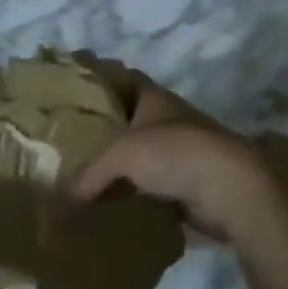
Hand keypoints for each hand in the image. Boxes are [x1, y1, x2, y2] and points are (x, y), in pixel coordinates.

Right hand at [64, 74, 287, 243]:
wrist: (233, 190)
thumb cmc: (175, 154)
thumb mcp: (121, 158)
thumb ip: (86, 178)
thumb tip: (54, 210)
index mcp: (154, 98)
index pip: (121, 78)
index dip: (98, 79)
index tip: (71, 89)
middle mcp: (168, 120)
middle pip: (128, 119)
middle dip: (102, 128)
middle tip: (67, 140)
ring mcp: (181, 152)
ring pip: (140, 155)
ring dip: (118, 165)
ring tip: (81, 175)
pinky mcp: (188, 184)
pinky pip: (150, 186)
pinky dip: (132, 194)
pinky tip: (109, 205)